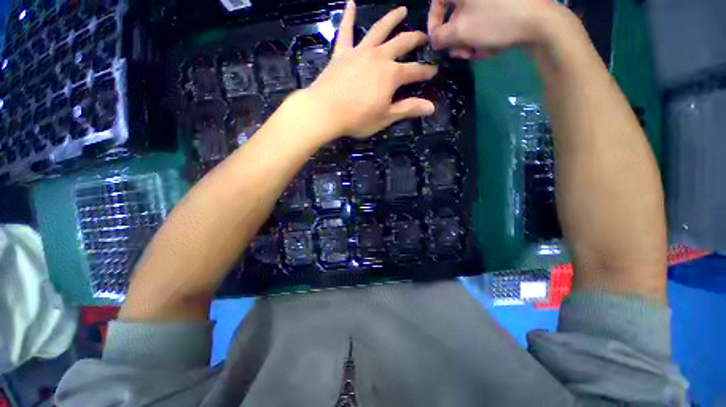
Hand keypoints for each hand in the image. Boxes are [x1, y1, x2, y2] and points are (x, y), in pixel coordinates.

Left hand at [305, 2, 437, 138]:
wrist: (326, 111)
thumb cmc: (358, 118)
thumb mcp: (386, 117)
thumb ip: (408, 109)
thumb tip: (432, 107)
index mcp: (392, 75)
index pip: (415, 71)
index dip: (426, 71)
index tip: (435, 70)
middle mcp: (379, 57)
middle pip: (401, 43)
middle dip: (415, 39)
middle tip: (424, 36)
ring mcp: (359, 52)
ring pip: (378, 30)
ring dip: (391, 19)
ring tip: (402, 10)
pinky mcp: (341, 53)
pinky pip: (345, 31)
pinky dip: (348, 16)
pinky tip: (350, 3)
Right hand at [428, 0, 565, 57]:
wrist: (539, 22)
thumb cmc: (495, 22)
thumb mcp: (460, 32)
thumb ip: (439, 37)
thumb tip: (434, 39)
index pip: (437, 1)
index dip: (433, 23)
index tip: (436, 41)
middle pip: (455, 14)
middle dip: (455, 38)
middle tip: (461, 53)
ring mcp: (492, 0)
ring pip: (470, 20)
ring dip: (469, 41)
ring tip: (477, 53)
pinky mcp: (504, 5)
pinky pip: (485, 20)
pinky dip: (483, 35)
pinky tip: (490, 47)